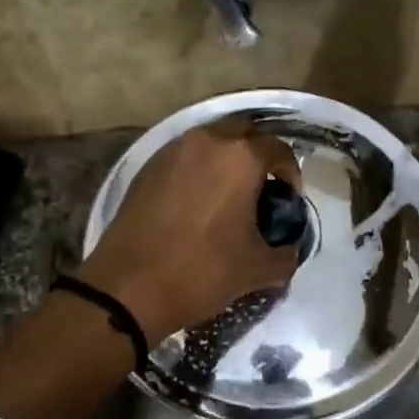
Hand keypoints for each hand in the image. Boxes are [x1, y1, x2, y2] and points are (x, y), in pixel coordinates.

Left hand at [77, 118, 301, 345]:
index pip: (279, 149)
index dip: (291, 173)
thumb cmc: (201, 272)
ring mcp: (173, 150)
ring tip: (229, 193)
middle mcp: (207, 141)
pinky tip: (197, 200)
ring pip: (211, 139)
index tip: (288, 199)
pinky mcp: (148, 165)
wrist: (128, 287)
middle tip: (261, 187)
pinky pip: (184, 155)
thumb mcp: (257, 270)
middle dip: (258, 153)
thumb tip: (289, 249)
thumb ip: (286, 255)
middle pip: (244, 131)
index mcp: (240, 158)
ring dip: (226, 157)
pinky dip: (198, 167)